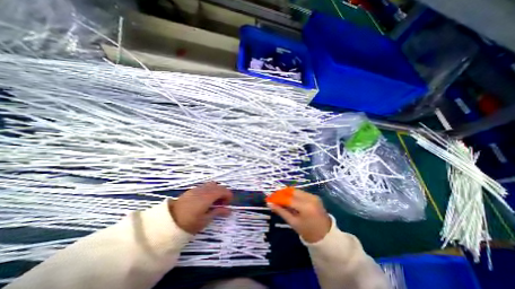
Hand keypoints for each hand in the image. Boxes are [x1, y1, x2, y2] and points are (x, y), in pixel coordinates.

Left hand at [170, 183, 233, 233]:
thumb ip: (218, 212)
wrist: (167, 222)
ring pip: (211, 185)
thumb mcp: (204, 220)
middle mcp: (203, 190)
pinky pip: (204, 186)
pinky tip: (205, 200)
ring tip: (213, 201)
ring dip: (216, 190)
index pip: (223, 190)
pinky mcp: (191, 190)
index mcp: (208, 197)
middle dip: (223, 193)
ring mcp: (197, 189)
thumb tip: (229, 210)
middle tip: (222, 204)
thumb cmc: (188, 223)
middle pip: (218, 186)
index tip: (227, 204)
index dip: (228, 195)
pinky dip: (209, 190)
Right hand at [268, 189, 332, 243]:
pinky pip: (300, 192)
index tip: (269, 199)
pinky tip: (288, 199)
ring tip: (279, 198)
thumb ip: (281, 212)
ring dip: (286, 193)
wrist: (326, 236)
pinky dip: (293, 194)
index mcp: (306, 207)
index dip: (277, 198)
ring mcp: (313, 196)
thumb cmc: (308, 232)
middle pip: (291, 192)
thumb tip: (270, 204)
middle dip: (281, 193)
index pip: (288, 199)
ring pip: (296, 191)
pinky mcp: (314, 196)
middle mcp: (310, 198)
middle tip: (273, 197)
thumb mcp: (293, 223)